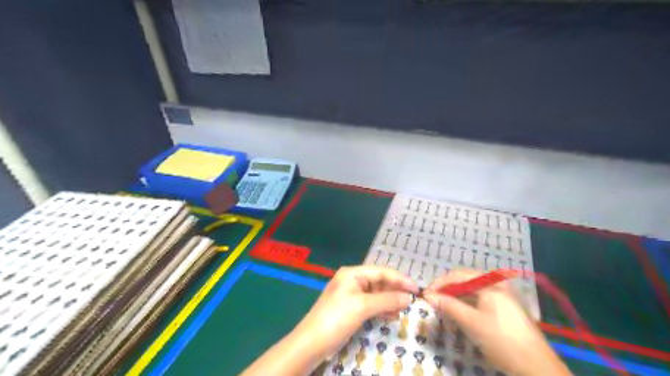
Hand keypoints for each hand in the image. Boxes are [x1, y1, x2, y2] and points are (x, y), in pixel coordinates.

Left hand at [294, 264, 417, 361]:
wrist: (312, 342)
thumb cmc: (337, 318)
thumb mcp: (363, 306)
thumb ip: (387, 300)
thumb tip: (408, 297)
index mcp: (352, 274)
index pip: (381, 272)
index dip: (399, 279)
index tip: (416, 288)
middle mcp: (352, 281)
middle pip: (379, 282)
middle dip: (395, 290)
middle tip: (412, 300)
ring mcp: (351, 295)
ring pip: (376, 294)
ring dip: (389, 300)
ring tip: (403, 309)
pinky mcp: (351, 308)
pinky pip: (371, 304)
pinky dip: (381, 308)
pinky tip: (391, 315)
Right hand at [423, 270, 569, 375]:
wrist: (537, 367)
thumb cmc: (501, 341)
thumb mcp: (471, 323)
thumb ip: (448, 306)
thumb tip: (428, 296)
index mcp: (490, 283)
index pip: (457, 275)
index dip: (439, 284)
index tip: (425, 295)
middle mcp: (496, 283)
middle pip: (464, 280)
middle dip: (446, 289)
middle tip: (432, 301)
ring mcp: (502, 294)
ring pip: (471, 289)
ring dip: (455, 296)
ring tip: (442, 307)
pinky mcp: (504, 306)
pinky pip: (479, 298)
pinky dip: (466, 303)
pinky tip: (459, 312)